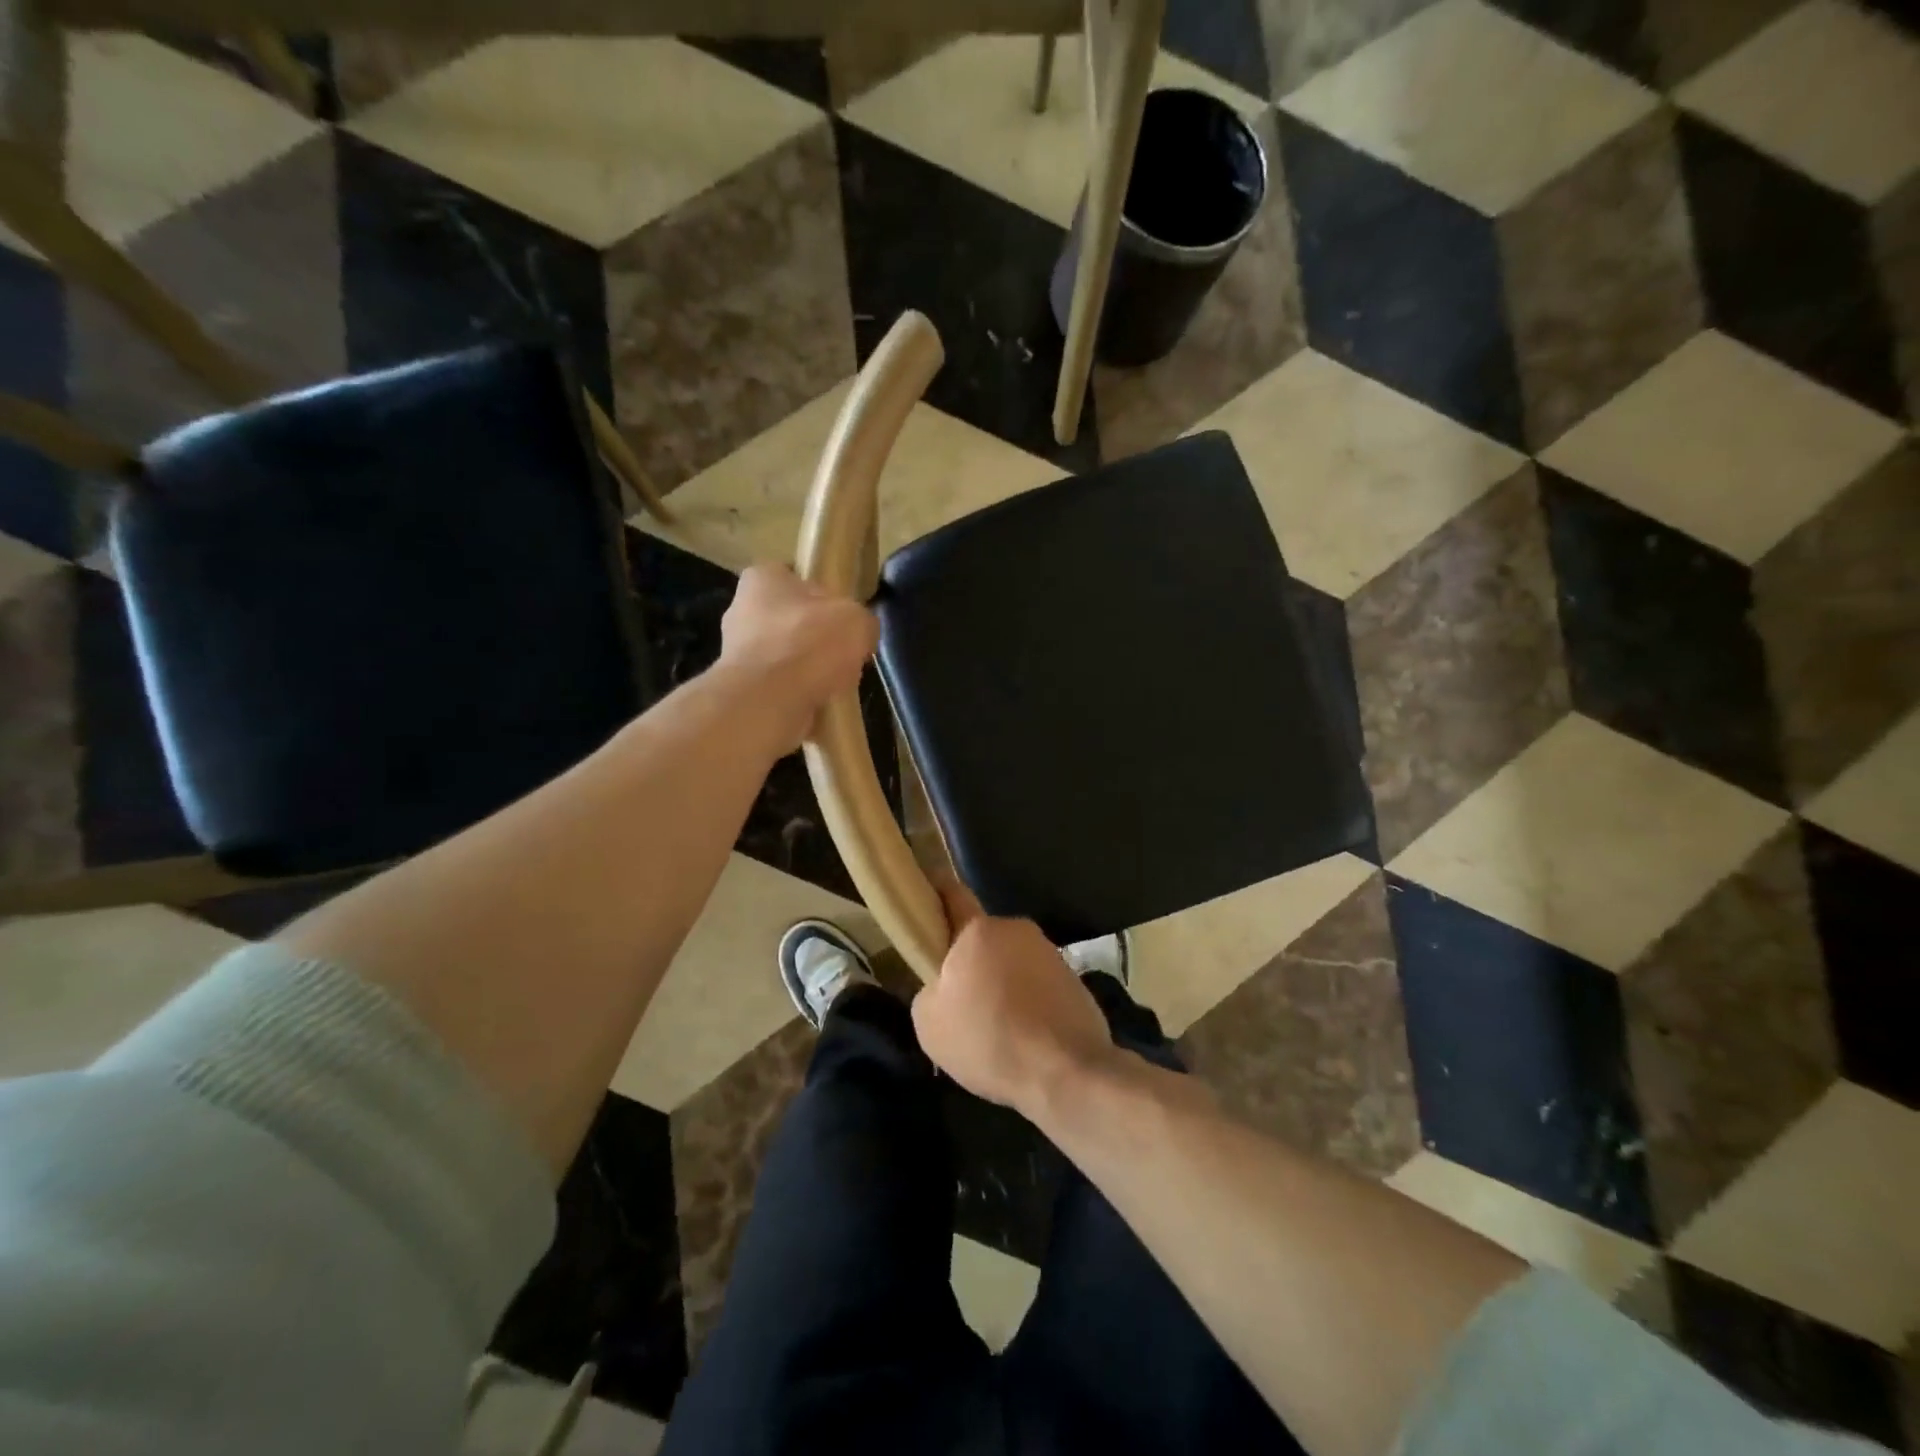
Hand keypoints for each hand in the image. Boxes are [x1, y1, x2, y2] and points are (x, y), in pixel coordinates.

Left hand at [719, 564, 877, 751]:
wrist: (768, 702)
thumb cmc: (809, 644)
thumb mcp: (857, 620)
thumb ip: (861, 620)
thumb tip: (860, 633)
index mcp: (763, 579)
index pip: (797, 579)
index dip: (826, 599)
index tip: (845, 619)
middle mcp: (742, 611)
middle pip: (792, 623)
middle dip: (818, 641)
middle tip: (844, 656)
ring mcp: (737, 654)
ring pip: (787, 660)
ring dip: (810, 673)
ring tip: (835, 686)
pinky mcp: (742, 691)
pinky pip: (780, 689)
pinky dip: (799, 697)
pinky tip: (817, 704)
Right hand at [912, 882, 1120, 1115]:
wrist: (1068, 1072)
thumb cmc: (990, 1040)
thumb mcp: (930, 1024)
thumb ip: (929, 991)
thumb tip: (944, 987)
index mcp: (978, 930)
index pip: (952, 895)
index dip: (936, 892)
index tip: (926, 896)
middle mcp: (1016, 930)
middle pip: (982, 939)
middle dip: (971, 963)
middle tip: (961, 1003)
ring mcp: (1050, 953)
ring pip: (1011, 963)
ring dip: (1001, 984)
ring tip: (996, 1030)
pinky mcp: (1073, 979)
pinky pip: (1037, 985)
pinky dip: (1027, 1003)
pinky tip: (1024, 1038)